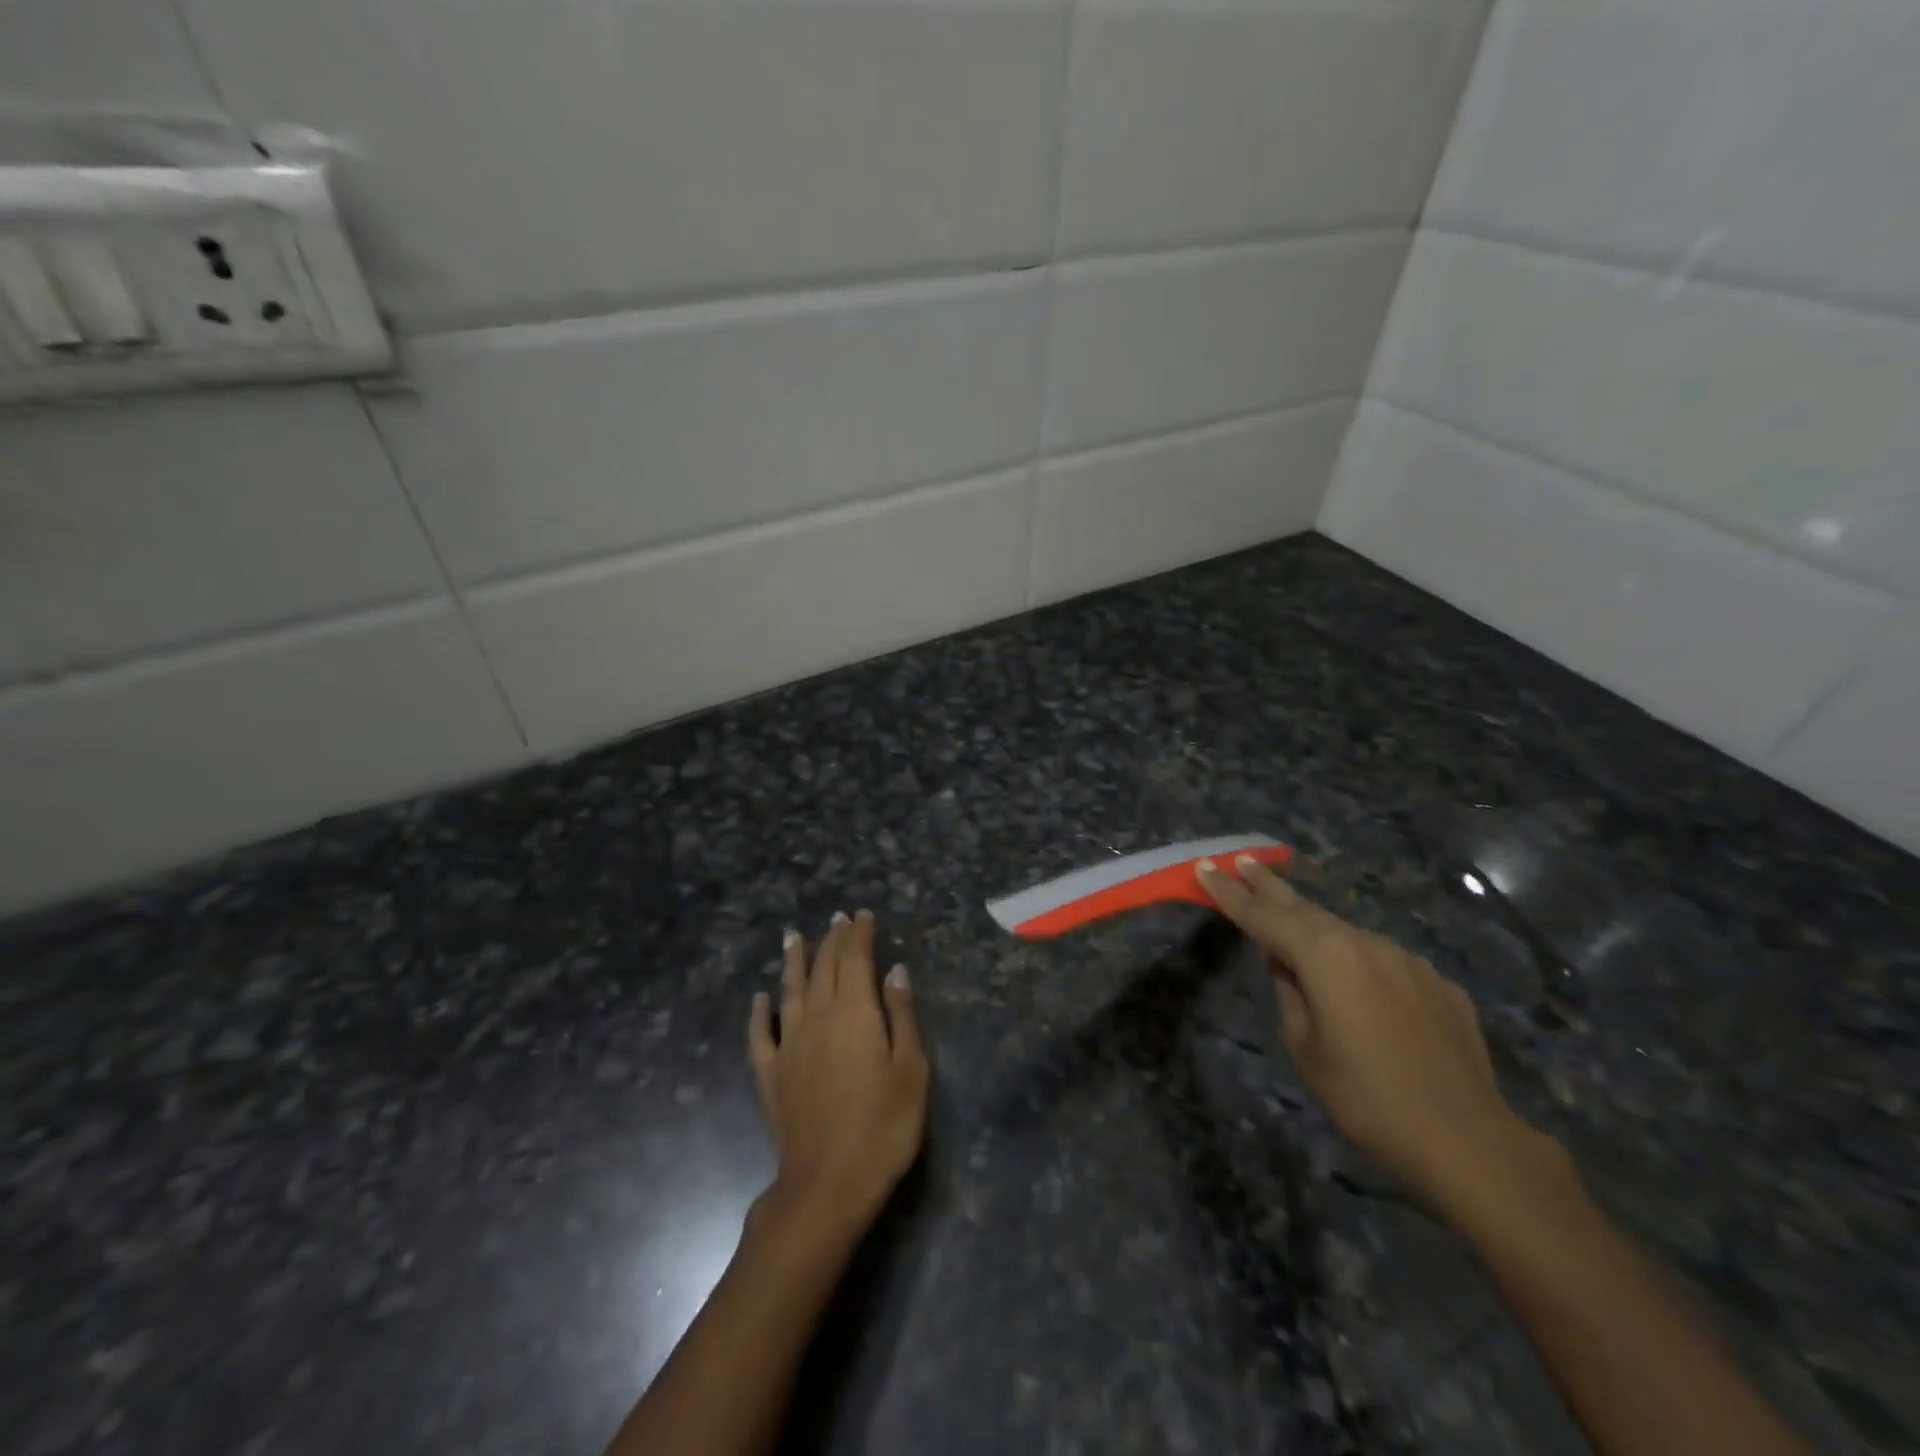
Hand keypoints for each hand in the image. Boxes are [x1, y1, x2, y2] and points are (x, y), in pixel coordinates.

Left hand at [748, 910, 928, 1233]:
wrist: (828, 1184)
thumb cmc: (883, 1126)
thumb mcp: (911, 1070)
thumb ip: (902, 1015)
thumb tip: (895, 971)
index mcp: (855, 1012)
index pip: (855, 958)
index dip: (859, 933)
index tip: (862, 914)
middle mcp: (818, 1017)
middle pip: (823, 968)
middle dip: (831, 939)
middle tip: (836, 918)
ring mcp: (789, 1045)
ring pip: (789, 990)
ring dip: (793, 960)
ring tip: (792, 936)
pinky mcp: (770, 1075)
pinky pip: (760, 1034)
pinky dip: (759, 1013)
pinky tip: (759, 999)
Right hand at [1197, 855, 1547, 1211]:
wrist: (1467, 1141)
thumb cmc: (1365, 1098)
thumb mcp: (1304, 1048)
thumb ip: (1289, 994)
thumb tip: (1287, 966)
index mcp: (1324, 955)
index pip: (1262, 916)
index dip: (1229, 892)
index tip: (1205, 866)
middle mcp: (1365, 943)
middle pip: (1304, 907)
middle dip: (1269, 886)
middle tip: (1244, 861)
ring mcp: (1407, 960)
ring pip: (1347, 935)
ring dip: (1316, 929)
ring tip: (1295, 931)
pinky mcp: (1438, 984)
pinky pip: (1385, 963)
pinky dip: (1361, 965)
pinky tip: (1363, 994)